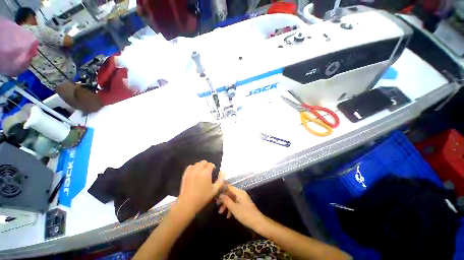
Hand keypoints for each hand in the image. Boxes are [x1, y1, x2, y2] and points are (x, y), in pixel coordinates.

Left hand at [178, 161, 223, 215]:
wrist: (187, 203)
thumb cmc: (203, 197)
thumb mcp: (215, 190)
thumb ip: (220, 180)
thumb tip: (223, 171)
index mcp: (206, 173)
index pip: (210, 164)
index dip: (212, 166)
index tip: (213, 170)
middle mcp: (198, 170)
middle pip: (203, 162)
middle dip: (206, 165)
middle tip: (207, 171)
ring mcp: (191, 172)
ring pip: (197, 164)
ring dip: (200, 166)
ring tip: (201, 172)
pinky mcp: (185, 174)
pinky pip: (190, 166)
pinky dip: (193, 167)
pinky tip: (194, 172)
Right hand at [218, 186, 264, 228]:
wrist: (257, 222)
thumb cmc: (245, 214)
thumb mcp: (234, 208)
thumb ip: (226, 200)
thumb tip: (220, 195)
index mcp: (239, 192)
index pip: (229, 186)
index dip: (222, 189)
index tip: (215, 193)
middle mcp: (241, 193)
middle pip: (230, 193)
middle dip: (223, 199)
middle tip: (217, 205)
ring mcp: (242, 199)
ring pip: (232, 199)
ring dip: (226, 205)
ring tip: (221, 212)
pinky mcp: (243, 204)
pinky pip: (235, 203)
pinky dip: (231, 208)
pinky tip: (228, 216)